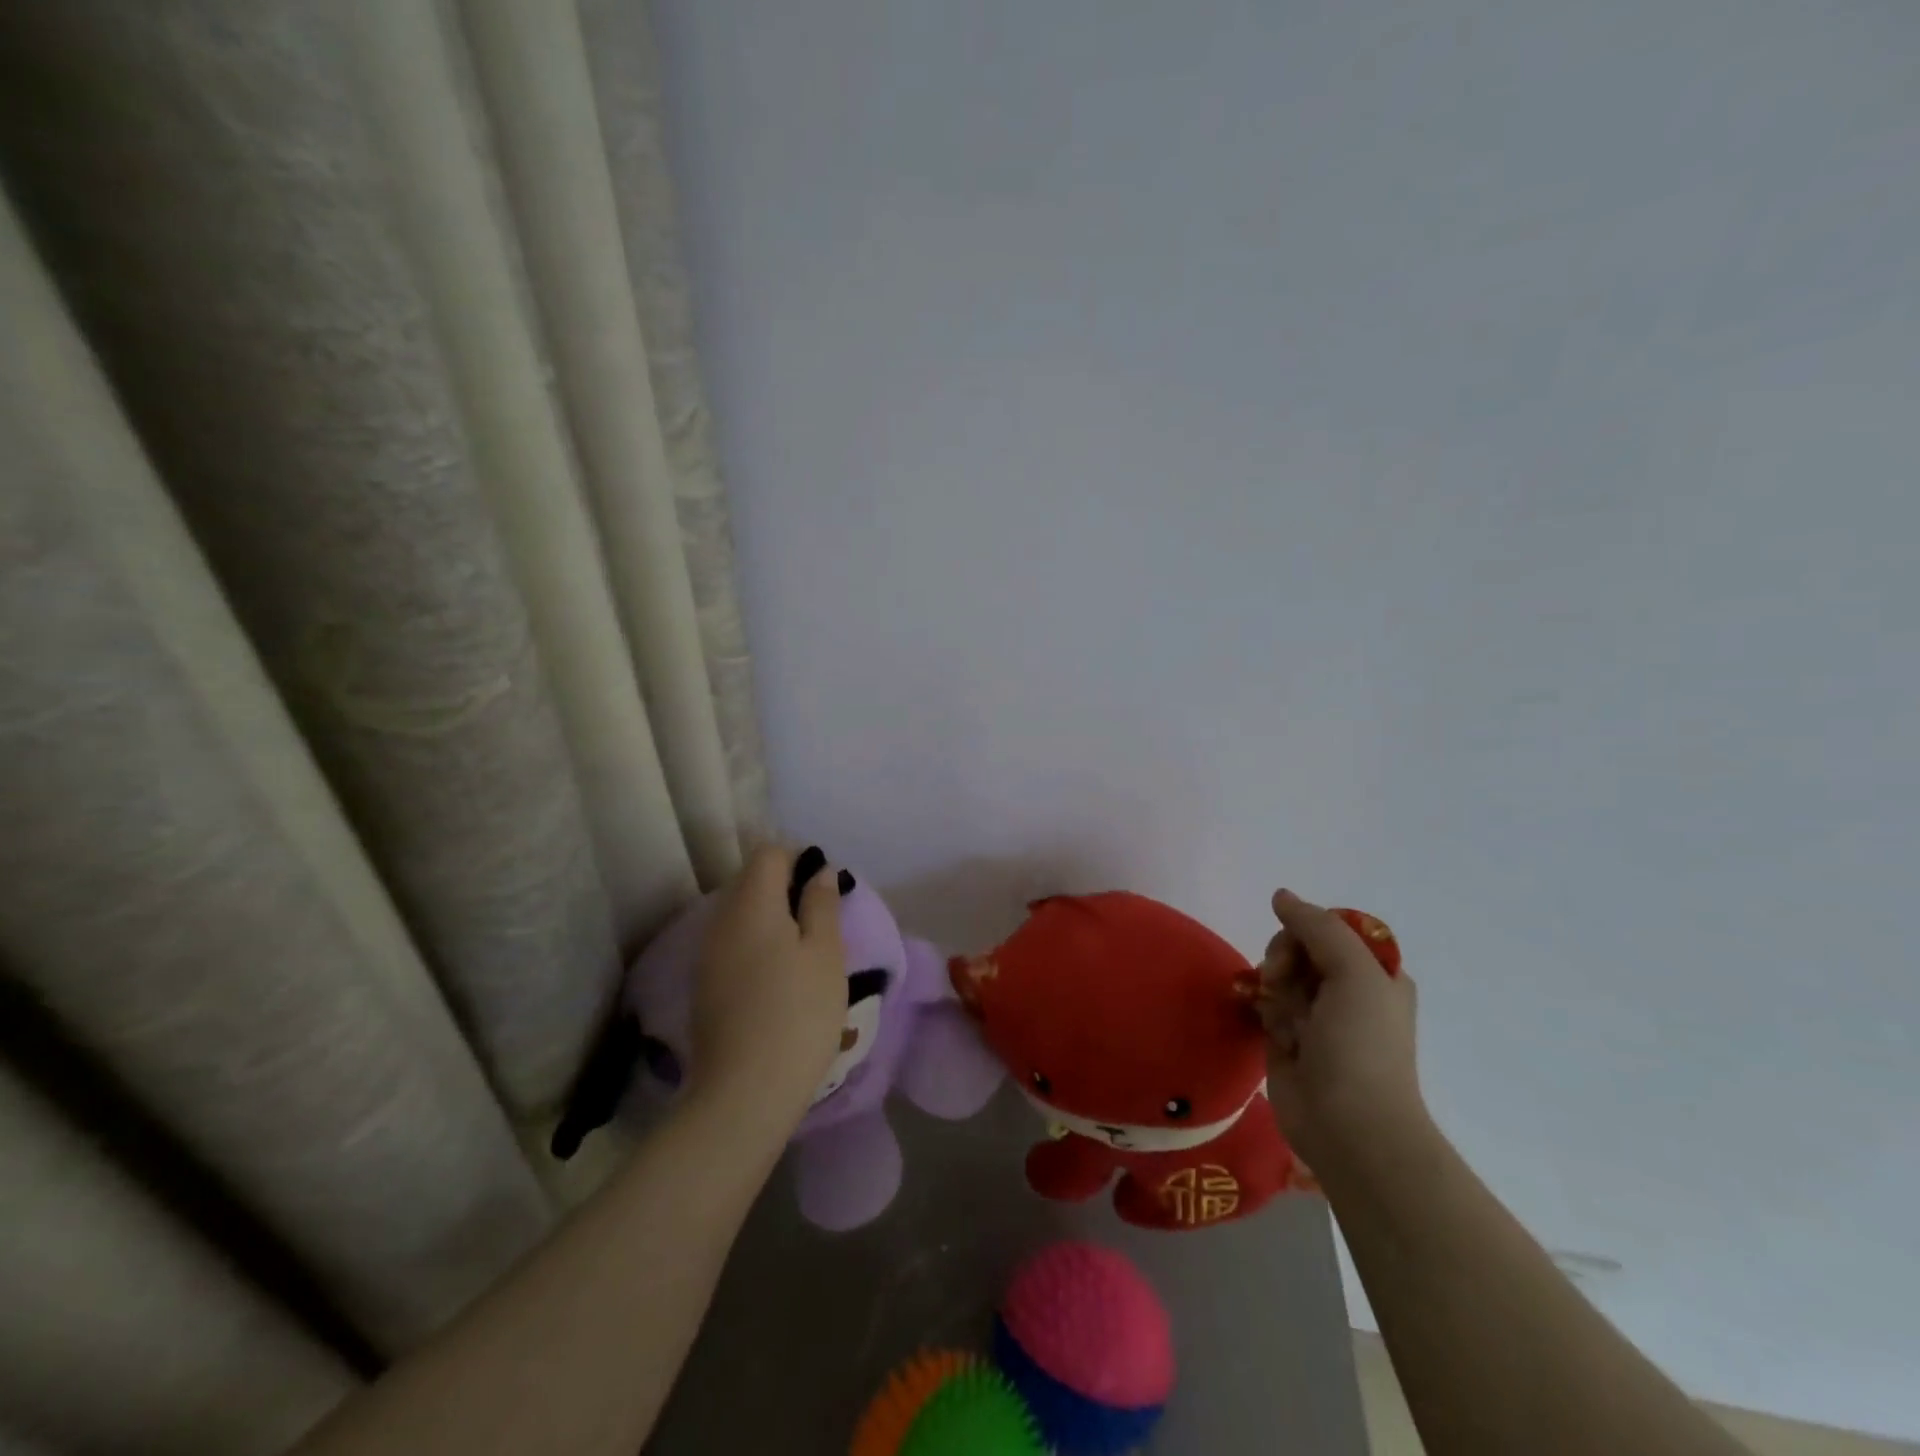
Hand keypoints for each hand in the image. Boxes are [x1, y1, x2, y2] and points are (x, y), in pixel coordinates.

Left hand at [689, 844, 845, 1128]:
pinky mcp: (705, 985)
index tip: (825, 887)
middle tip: (822, 920)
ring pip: (742, 914)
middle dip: (787, 888)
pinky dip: (758, 944)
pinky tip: (780, 978)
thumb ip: (821, 904)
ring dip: (773, 918)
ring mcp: (708, 954)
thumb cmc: (798, 1014)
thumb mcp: (826, 954)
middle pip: (751, 881)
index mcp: (752, 904)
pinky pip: (734, 943)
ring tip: (806, 952)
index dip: (799, 858)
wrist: (744, 1093)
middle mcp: (721, 920)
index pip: (768, 853)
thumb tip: (818, 871)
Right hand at [1258, 889, 1422, 1164]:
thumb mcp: (1353, 972)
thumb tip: (1280, 895)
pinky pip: (1264, 1004)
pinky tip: (1270, 1029)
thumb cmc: (1361, 1045)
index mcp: (1375, 974)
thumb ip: (1317, 927)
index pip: (1330, 928)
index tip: (1301, 948)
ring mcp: (1316, 1016)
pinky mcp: (1287, 1038)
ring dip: (1273, 989)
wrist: (1349, 1126)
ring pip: (1277, 974)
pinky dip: (1262, 1009)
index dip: (1307, 930)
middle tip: (1282, 981)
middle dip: (1284, 959)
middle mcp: (1347, 990)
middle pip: (1298, 947)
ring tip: (1281, 1017)